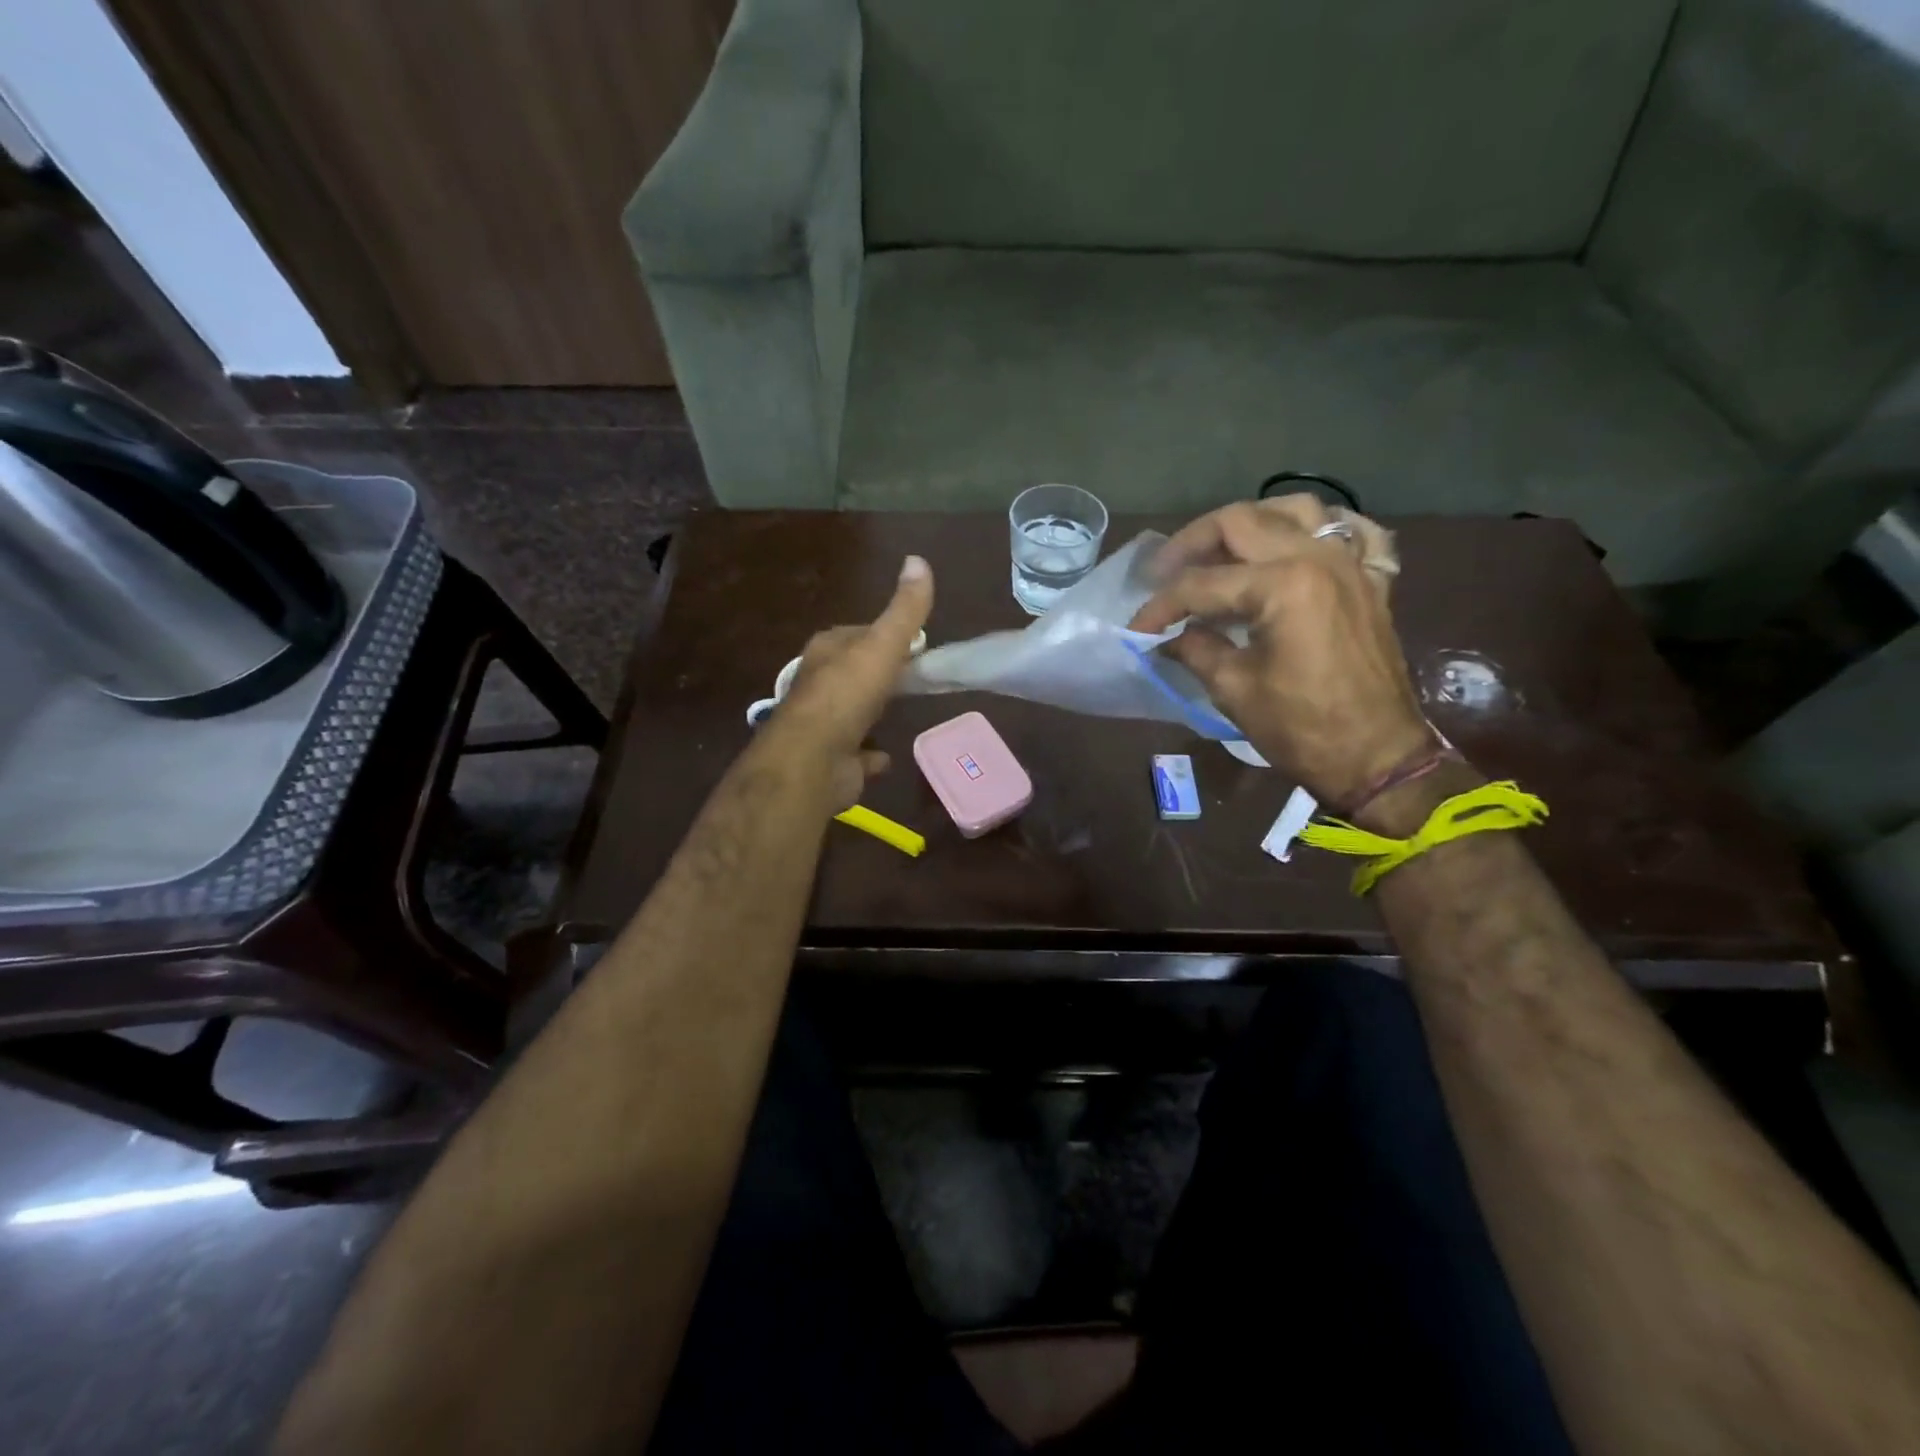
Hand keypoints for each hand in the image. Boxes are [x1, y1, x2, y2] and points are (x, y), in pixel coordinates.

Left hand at [774, 555, 933, 810]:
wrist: (812, 760)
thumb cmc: (846, 696)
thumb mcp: (881, 645)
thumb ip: (904, 610)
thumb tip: (919, 559)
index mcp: (827, 651)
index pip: (859, 633)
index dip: (886, 635)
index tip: (915, 642)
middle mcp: (819, 684)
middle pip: (855, 671)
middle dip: (878, 673)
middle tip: (912, 677)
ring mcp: (823, 725)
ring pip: (852, 711)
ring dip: (870, 710)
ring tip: (900, 711)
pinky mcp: (832, 760)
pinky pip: (856, 753)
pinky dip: (869, 753)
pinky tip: (885, 756)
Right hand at [1128, 495, 1431, 808]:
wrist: (1377, 758)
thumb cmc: (1302, 729)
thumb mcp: (1235, 690)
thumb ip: (1196, 649)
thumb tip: (1168, 637)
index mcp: (1282, 585)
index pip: (1202, 584)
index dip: (1161, 606)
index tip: (1137, 628)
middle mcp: (1318, 558)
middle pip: (1242, 522)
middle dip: (1193, 543)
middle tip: (1164, 571)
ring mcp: (1351, 565)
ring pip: (1297, 510)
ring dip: (1253, 522)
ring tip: (1224, 550)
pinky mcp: (1372, 582)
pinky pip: (1355, 532)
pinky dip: (1324, 530)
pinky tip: (1301, 544)